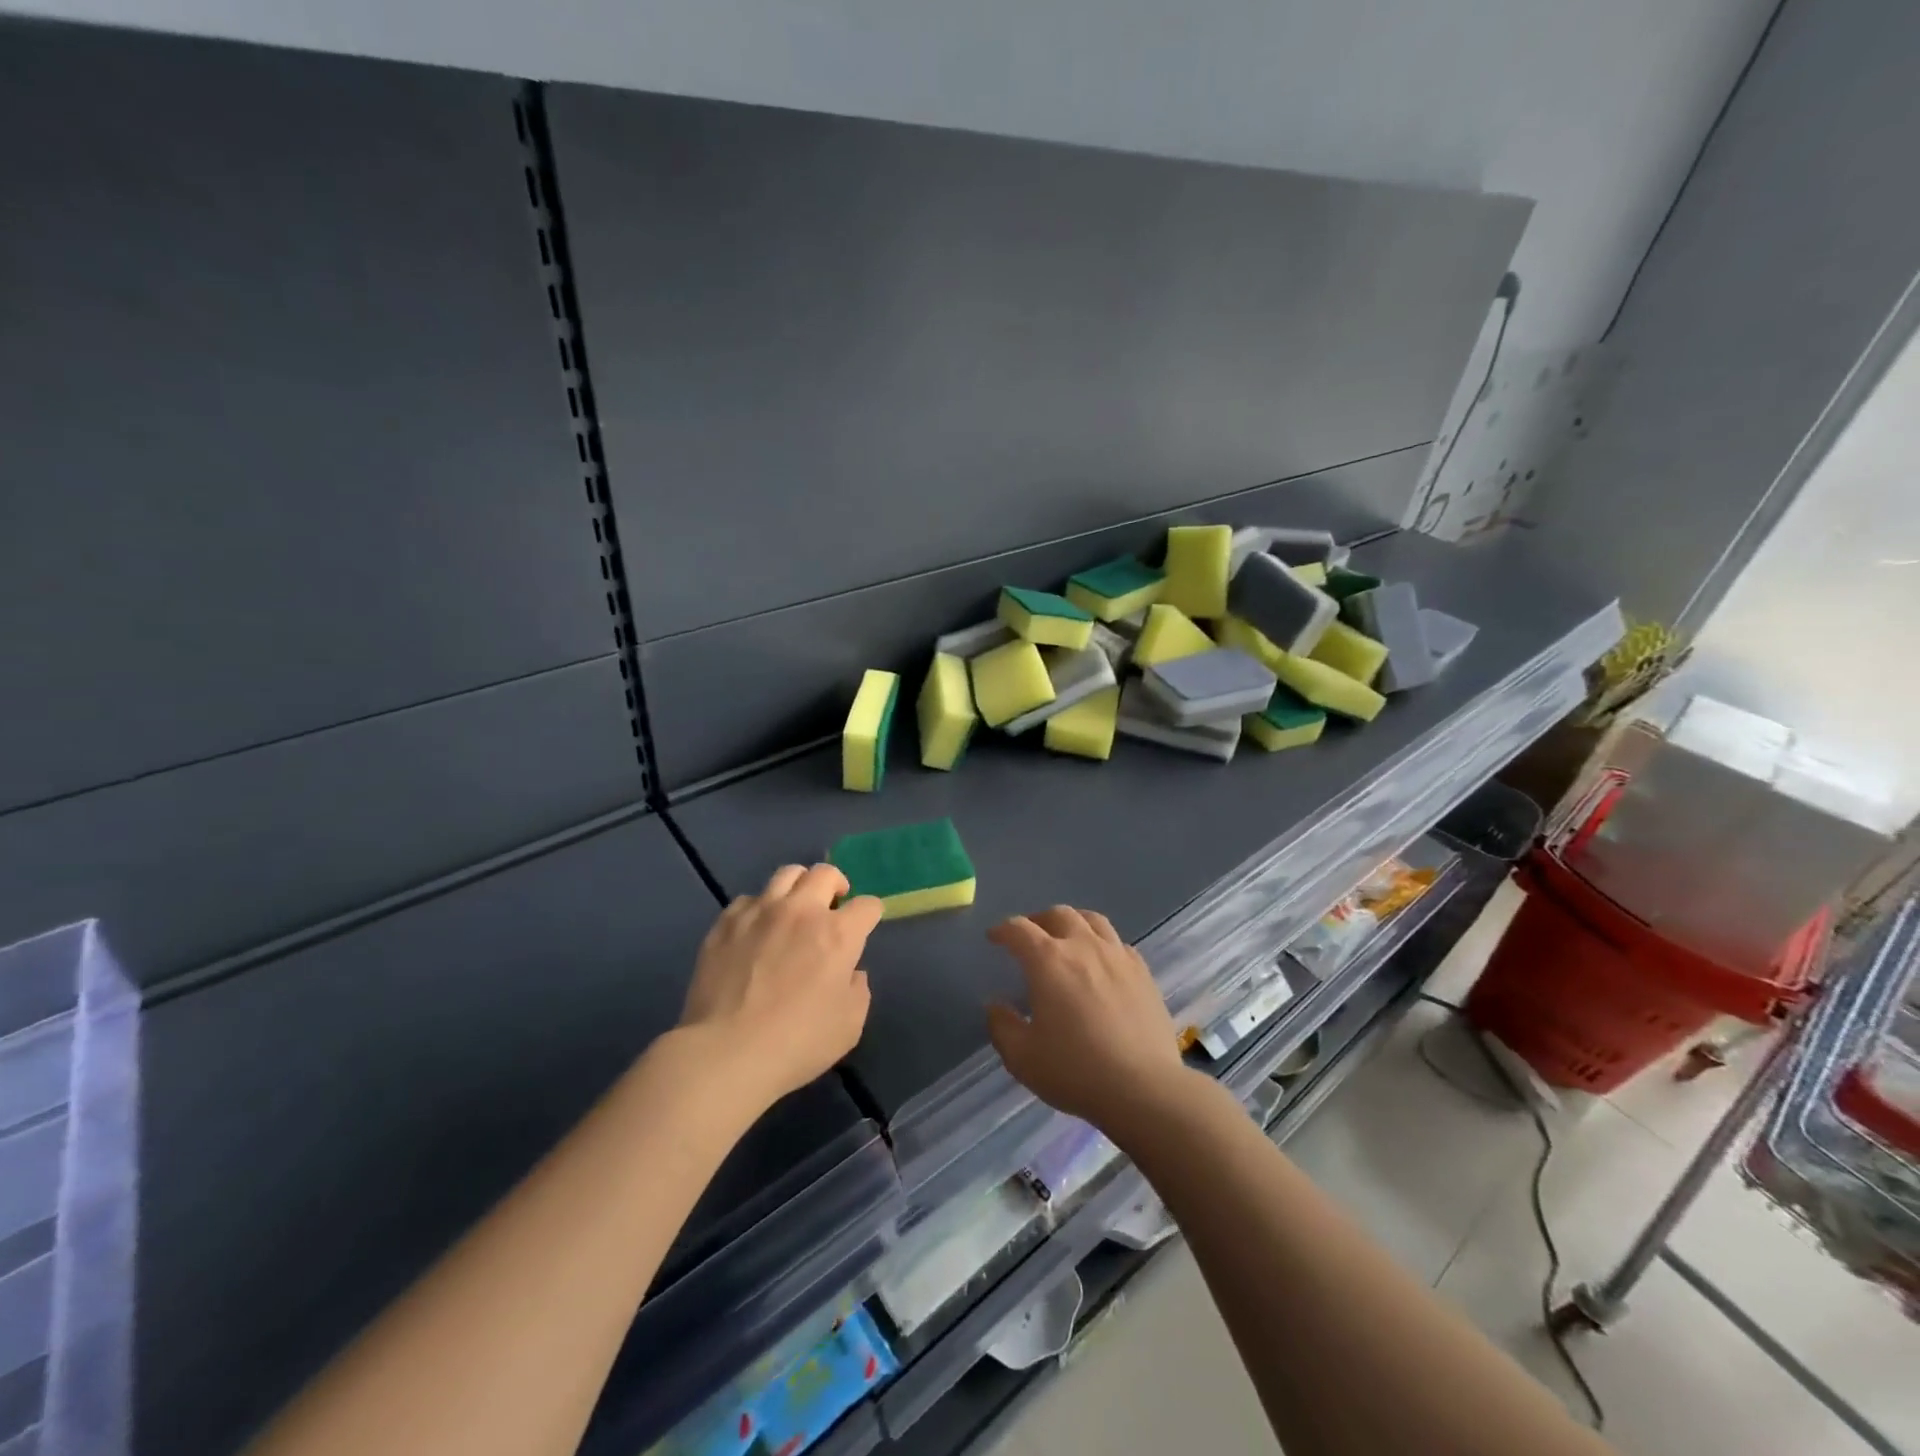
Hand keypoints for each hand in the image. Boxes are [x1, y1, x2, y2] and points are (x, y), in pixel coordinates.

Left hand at [680, 864, 881, 1106]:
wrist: (725, 1052)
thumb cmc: (797, 1042)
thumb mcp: (849, 1026)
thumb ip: (857, 990)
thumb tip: (850, 972)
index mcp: (837, 934)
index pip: (867, 905)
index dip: (870, 914)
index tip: (865, 927)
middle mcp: (801, 911)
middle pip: (825, 873)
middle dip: (836, 885)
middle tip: (832, 907)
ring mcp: (760, 912)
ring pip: (786, 874)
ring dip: (799, 887)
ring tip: (795, 908)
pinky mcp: (726, 923)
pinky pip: (748, 900)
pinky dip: (759, 909)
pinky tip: (756, 931)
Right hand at [984, 906, 1186, 1132]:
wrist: (1144, 1088)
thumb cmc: (1075, 1071)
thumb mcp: (1022, 1057)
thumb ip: (1002, 1026)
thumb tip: (995, 1005)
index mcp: (1048, 961)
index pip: (1019, 929)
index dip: (1003, 930)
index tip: (994, 937)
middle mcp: (1083, 946)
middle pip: (1058, 915)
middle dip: (1038, 920)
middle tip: (1030, 936)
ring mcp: (1117, 956)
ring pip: (1092, 920)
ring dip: (1073, 922)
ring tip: (1067, 937)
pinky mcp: (1143, 972)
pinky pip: (1119, 943)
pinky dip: (1103, 943)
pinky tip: (1102, 962)